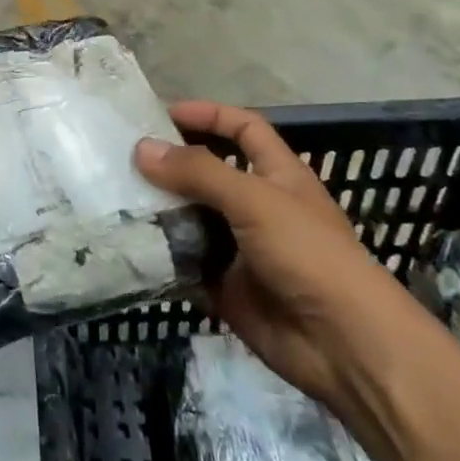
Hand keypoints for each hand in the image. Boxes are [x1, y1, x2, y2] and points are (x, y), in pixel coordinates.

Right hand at [136, 101, 416, 415]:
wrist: (344, 346)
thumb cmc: (308, 254)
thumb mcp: (254, 199)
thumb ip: (198, 171)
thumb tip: (141, 148)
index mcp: (278, 175)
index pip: (243, 128)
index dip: (208, 115)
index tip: (163, 113)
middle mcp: (257, 206)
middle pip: (208, 172)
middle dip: (171, 163)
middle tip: (123, 156)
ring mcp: (240, 248)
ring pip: (192, 217)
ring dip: (160, 209)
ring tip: (115, 197)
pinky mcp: (225, 286)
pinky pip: (185, 262)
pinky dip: (161, 254)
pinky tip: (128, 243)